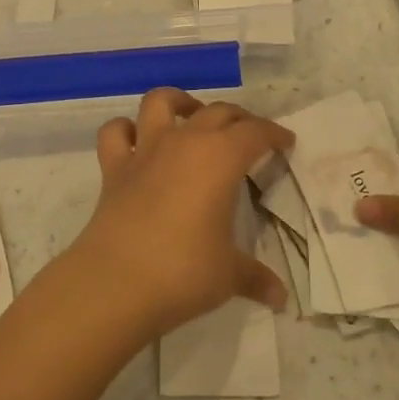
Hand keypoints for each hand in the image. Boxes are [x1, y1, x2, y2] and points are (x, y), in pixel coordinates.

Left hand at [61, 88, 291, 342]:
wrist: (115, 283)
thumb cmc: (183, 272)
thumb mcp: (229, 275)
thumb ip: (255, 278)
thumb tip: (280, 297)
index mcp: (221, 159)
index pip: (255, 133)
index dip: (274, 134)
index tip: (285, 142)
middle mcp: (184, 142)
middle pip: (217, 111)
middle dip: (239, 118)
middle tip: (250, 136)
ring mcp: (145, 151)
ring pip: (161, 102)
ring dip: (180, 102)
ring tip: (192, 116)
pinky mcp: (113, 168)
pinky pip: (116, 132)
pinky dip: (126, 129)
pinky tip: (137, 140)